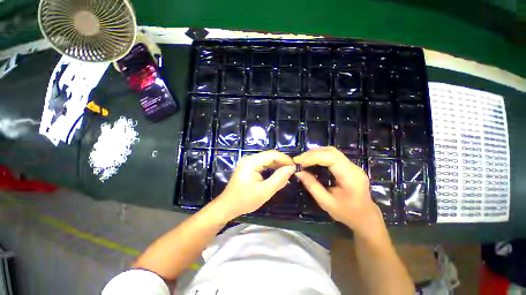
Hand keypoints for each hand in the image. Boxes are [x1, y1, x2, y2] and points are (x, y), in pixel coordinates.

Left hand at [215, 150, 294, 219]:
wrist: (227, 206)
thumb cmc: (245, 200)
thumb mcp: (264, 191)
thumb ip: (279, 179)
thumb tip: (291, 168)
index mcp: (252, 162)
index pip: (272, 155)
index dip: (285, 159)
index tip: (295, 166)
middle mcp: (250, 158)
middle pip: (270, 156)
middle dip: (282, 162)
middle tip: (293, 171)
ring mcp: (249, 162)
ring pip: (267, 160)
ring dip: (278, 165)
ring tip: (287, 173)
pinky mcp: (249, 167)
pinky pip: (263, 164)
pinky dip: (272, 169)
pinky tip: (278, 174)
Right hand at [293, 147, 383, 236]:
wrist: (365, 217)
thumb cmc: (346, 213)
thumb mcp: (326, 202)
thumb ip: (312, 186)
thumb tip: (298, 172)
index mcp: (350, 177)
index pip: (331, 158)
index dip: (313, 157)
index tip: (299, 162)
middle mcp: (353, 167)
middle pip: (331, 151)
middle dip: (312, 154)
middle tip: (298, 160)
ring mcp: (353, 165)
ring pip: (332, 151)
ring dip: (315, 153)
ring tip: (303, 159)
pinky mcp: (349, 166)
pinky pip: (333, 155)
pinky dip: (320, 155)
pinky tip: (312, 160)